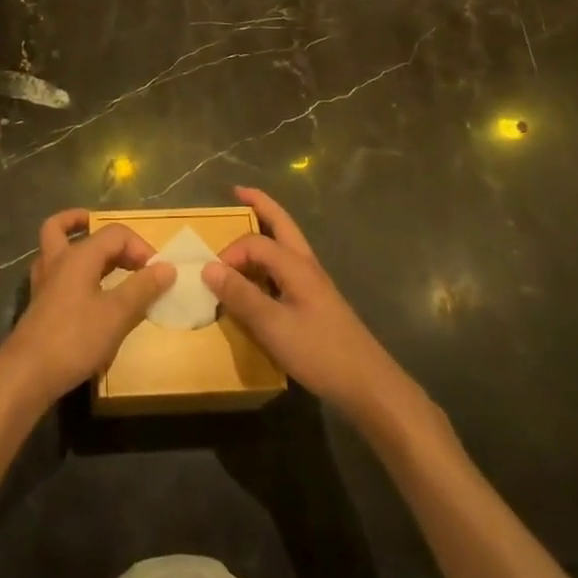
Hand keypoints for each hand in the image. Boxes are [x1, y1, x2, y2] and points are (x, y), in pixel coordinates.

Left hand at [0, 209, 173, 412]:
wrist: (27, 374)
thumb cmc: (75, 338)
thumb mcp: (117, 314)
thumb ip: (142, 288)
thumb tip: (167, 267)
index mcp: (79, 256)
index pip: (114, 233)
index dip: (140, 247)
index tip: (157, 274)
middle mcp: (57, 260)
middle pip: (70, 228)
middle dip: (99, 232)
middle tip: (126, 253)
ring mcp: (44, 282)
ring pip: (54, 247)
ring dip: (74, 244)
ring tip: (99, 259)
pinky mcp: (39, 304)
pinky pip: (55, 274)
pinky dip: (71, 273)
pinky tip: (84, 292)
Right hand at [205, 187, 419, 427]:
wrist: (369, 385)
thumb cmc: (320, 352)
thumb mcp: (272, 326)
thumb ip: (240, 296)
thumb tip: (208, 267)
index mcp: (295, 265)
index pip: (255, 242)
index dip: (230, 254)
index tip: (213, 280)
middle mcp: (306, 265)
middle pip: (282, 223)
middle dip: (260, 204)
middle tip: (238, 191)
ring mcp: (314, 283)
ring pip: (287, 244)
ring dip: (267, 230)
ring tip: (245, 226)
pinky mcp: (317, 302)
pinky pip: (287, 268)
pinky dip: (270, 260)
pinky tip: (260, 278)